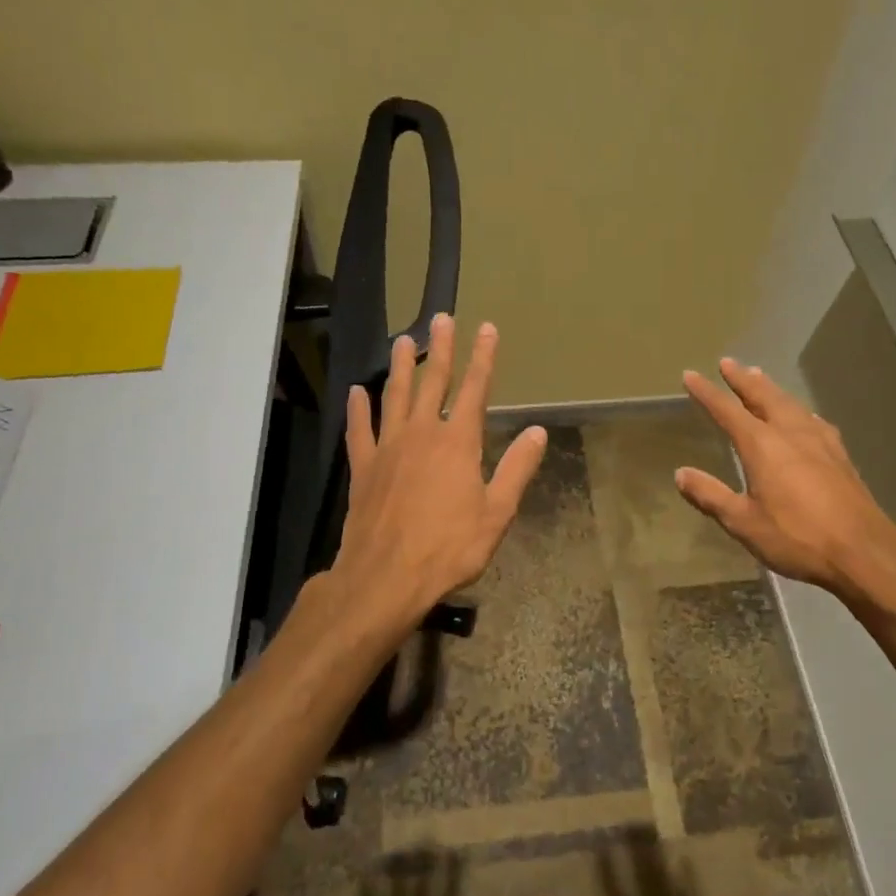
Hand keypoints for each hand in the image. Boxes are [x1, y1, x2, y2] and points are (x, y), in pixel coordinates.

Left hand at [331, 315, 546, 624]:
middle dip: (440, 349)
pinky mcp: (363, 468)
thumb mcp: (496, 513)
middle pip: (432, 382)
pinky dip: (358, 410)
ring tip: (402, 340)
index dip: (483, 357)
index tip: (486, 328)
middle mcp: (421, 434)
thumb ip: (516, 469)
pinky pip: (359, 430)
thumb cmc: (449, 548)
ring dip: (400, 367)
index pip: (474, 389)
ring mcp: (388, 448)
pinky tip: (357, 392)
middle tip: (441, 318)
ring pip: (394, 397)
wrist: (386, 577)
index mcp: (457, 443)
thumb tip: (538, 431)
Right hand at [675, 359, 895, 609]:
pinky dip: (798, 409)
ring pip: (790, 404)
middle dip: (743, 379)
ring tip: (759, 376)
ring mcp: (820, 442)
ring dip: (771, 389)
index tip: (691, 375)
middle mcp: (791, 433)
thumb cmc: (796, 537)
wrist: (863, 551)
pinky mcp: (840, 455)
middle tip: (728, 362)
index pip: (727, 411)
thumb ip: (710, 495)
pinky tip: (803, 415)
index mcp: (763, 445)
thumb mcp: (743, 522)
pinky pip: (812, 420)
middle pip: (763, 396)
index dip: (707, 392)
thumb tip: (681, 473)